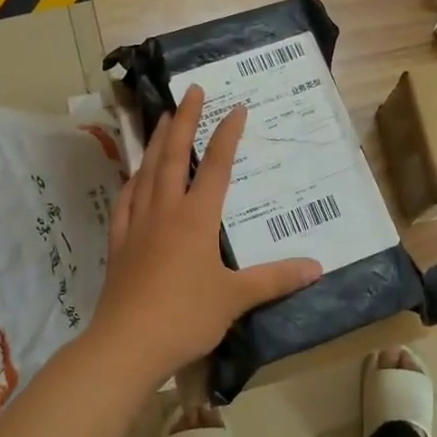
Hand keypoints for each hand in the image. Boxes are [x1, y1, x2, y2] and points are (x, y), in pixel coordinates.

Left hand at [85, 87, 322, 386]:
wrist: (126, 345)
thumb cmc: (185, 316)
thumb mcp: (236, 298)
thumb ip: (275, 279)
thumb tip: (316, 267)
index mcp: (196, 218)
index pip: (216, 166)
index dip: (227, 134)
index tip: (235, 107)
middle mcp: (165, 211)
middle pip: (174, 155)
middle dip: (184, 120)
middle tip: (190, 91)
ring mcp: (138, 224)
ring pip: (146, 171)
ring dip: (156, 142)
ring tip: (162, 119)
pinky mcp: (119, 243)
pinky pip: (126, 201)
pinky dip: (132, 181)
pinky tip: (134, 176)